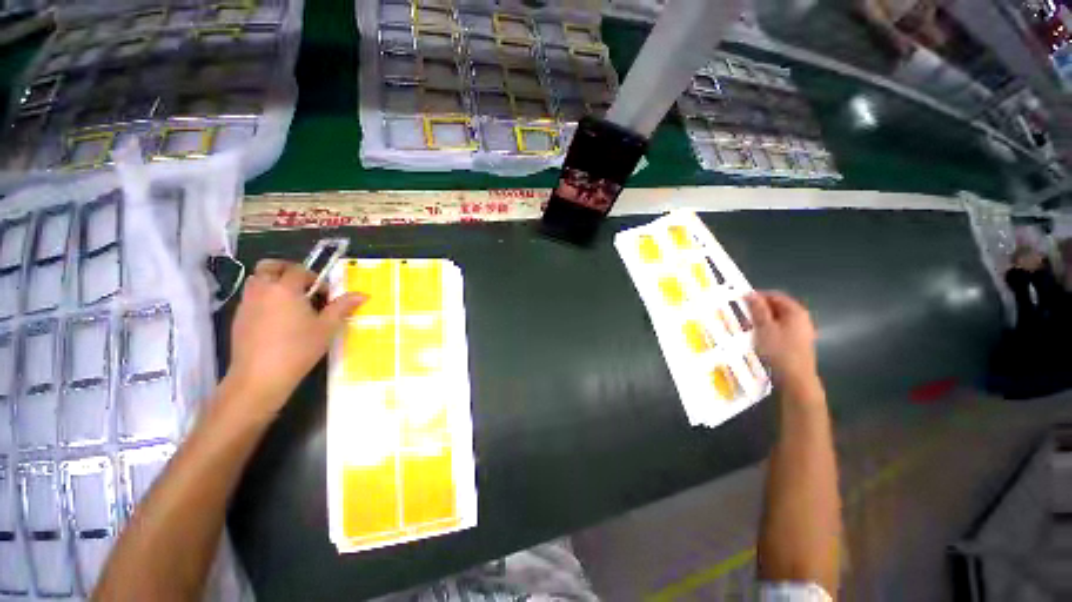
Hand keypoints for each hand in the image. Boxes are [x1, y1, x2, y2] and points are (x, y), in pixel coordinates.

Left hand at [222, 259, 365, 420]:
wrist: (259, 377)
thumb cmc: (298, 349)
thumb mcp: (327, 328)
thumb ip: (342, 307)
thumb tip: (362, 294)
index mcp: (285, 289)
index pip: (298, 270)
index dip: (314, 277)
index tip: (325, 294)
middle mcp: (262, 291)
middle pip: (269, 267)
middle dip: (286, 270)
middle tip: (303, 286)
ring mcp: (247, 304)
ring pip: (257, 281)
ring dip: (273, 283)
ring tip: (291, 303)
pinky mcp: (238, 318)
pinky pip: (251, 298)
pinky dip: (264, 299)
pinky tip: (277, 321)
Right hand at [745, 291, 817, 388]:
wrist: (795, 379)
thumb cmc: (779, 350)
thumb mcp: (764, 327)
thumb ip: (758, 309)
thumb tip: (750, 294)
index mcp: (795, 312)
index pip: (775, 296)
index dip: (758, 296)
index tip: (740, 300)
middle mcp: (801, 319)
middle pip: (777, 307)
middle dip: (759, 309)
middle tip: (741, 314)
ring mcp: (800, 332)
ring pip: (777, 319)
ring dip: (761, 320)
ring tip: (746, 326)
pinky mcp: (796, 343)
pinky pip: (780, 330)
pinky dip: (767, 330)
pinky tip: (757, 337)